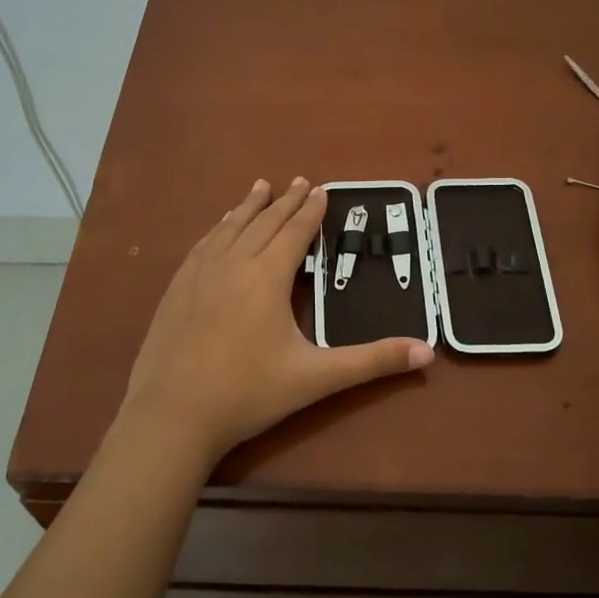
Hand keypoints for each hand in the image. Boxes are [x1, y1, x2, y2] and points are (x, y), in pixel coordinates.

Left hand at [118, 178, 433, 466]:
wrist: (171, 417)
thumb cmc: (248, 394)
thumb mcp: (316, 378)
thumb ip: (372, 362)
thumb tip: (427, 351)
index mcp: (266, 278)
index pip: (294, 233)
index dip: (310, 211)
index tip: (320, 189)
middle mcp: (232, 265)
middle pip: (263, 223)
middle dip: (284, 202)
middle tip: (299, 181)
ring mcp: (198, 275)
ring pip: (229, 228)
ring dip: (248, 207)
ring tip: (260, 187)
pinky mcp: (175, 289)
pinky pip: (202, 245)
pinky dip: (217, 228)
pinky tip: (218, 227)